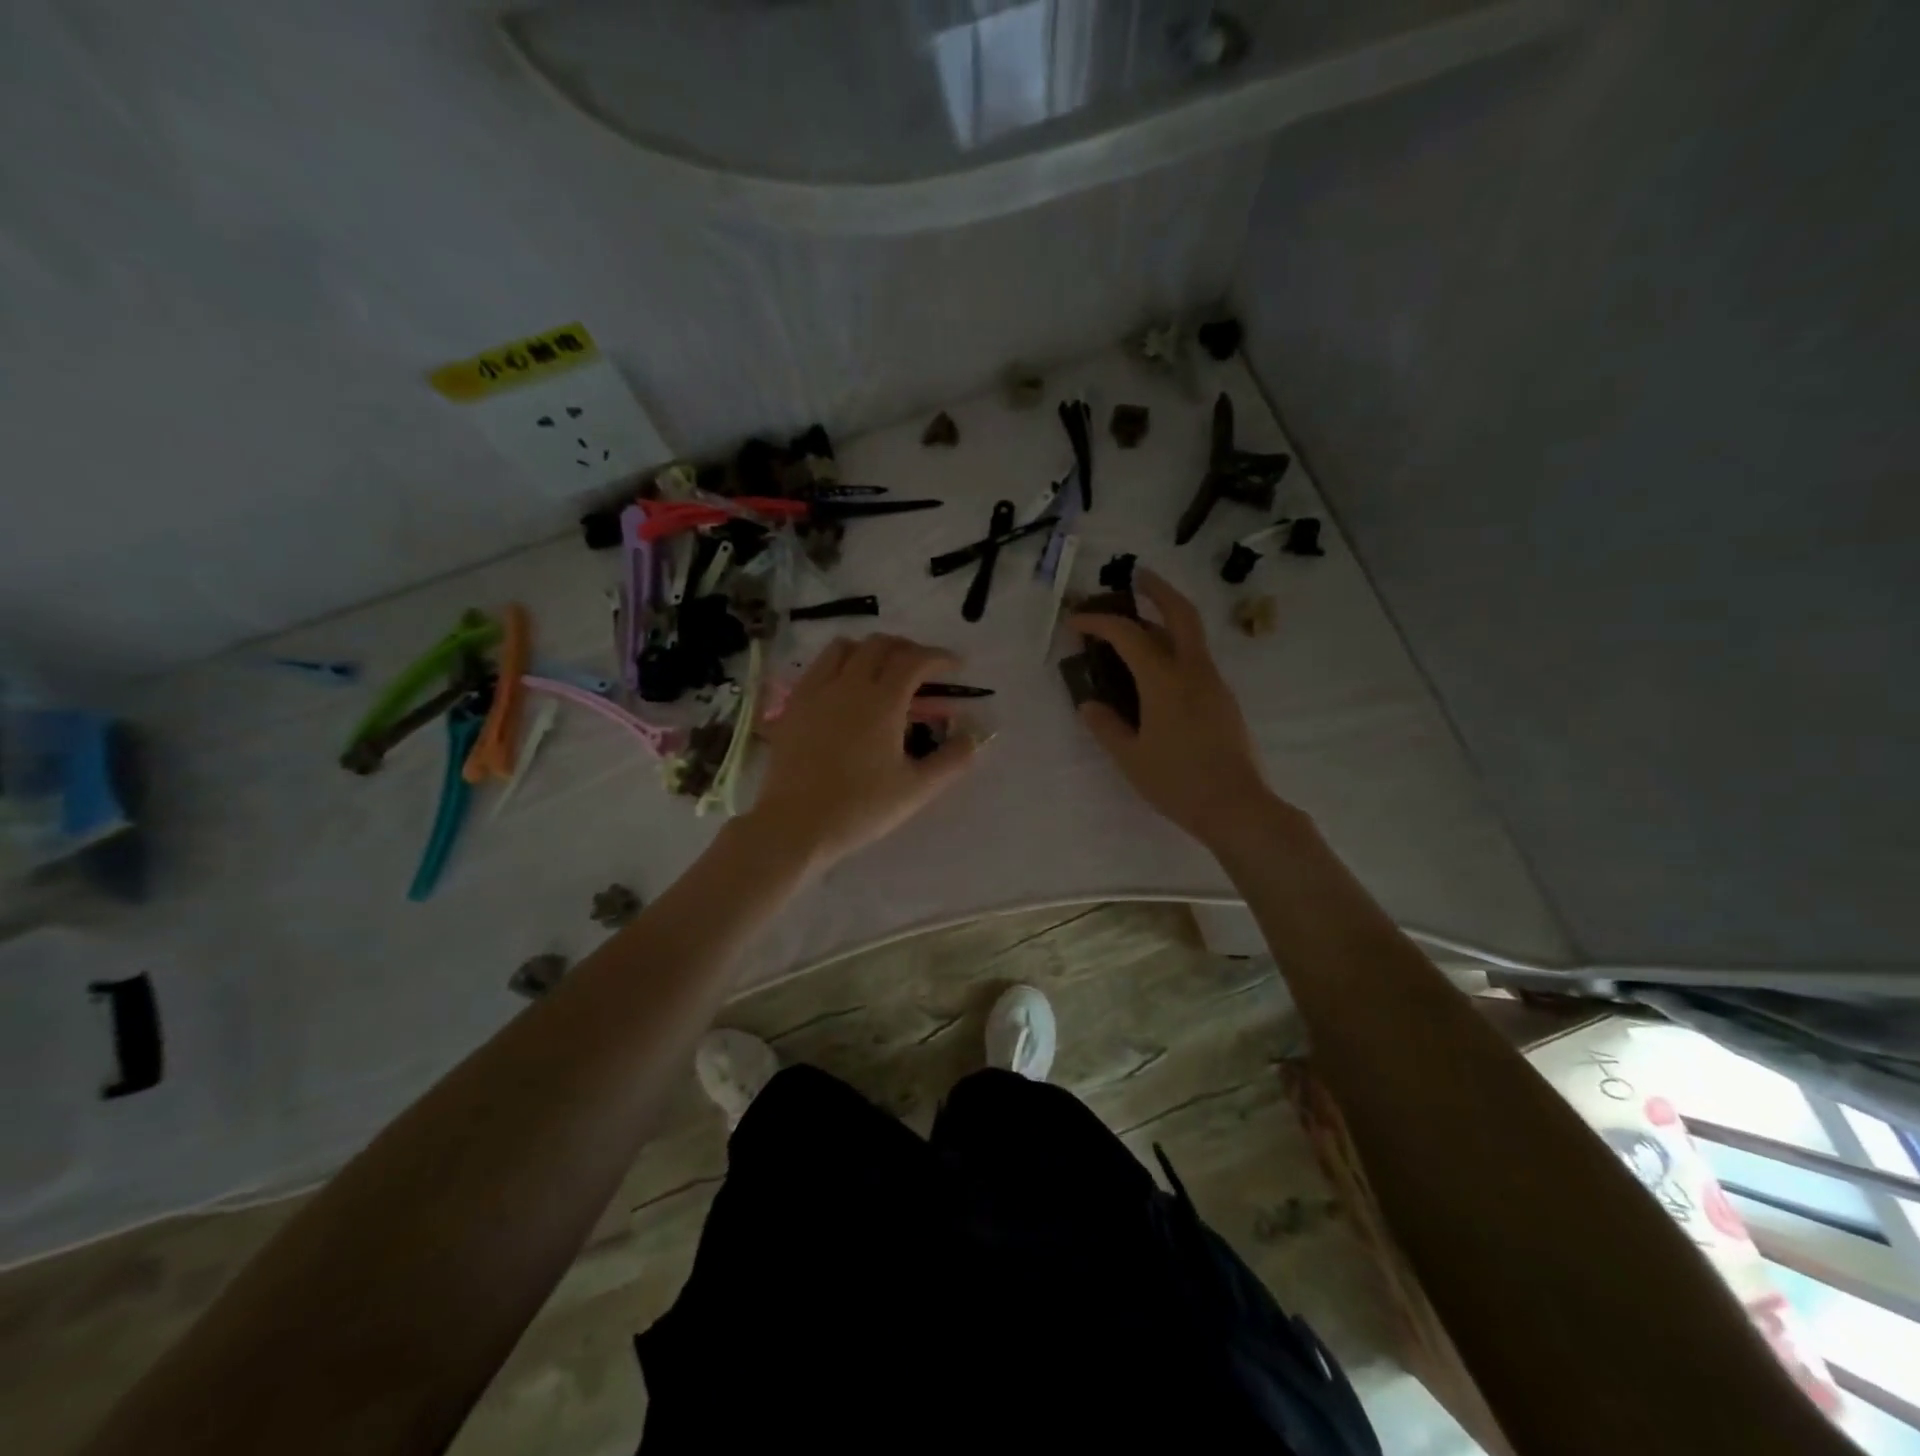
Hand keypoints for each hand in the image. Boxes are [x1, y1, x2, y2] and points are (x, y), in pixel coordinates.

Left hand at [747, 634, 977, 871]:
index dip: (940, 657)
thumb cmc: (861, 808)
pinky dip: (839, 664)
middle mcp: (848, 684)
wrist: (796, 824)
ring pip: (844, 647)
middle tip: (923, 668)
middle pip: (880, 644)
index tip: (956, 666)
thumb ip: (951, 759)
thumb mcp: (916, 789)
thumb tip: (974, 736)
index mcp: (882, 701)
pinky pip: (818, 667)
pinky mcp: (793, 705)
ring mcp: (816, 691)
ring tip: (882, 669)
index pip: (915, 660)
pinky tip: (845, 689)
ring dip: (870, 649)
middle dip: (907, 648)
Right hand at [1068, 569, 1274, 845]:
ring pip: (1192, 634)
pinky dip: (1176, 645)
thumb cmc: (1177, 782)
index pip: (1128, 635)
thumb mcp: (1130, 757)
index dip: (1099, 622)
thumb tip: (1089, 704)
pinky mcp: (1223, 699)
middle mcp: (1193, 671)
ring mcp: (1214, 683)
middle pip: (1179, 613)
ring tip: (1142, 619)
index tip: (1076, 621)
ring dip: (1168, 616)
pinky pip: (1196, 658)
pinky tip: (1159, 666)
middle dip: (1157, 589)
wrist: (1237, 806)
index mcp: (1165, 681)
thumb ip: (1106, 726)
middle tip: (1136, 577)